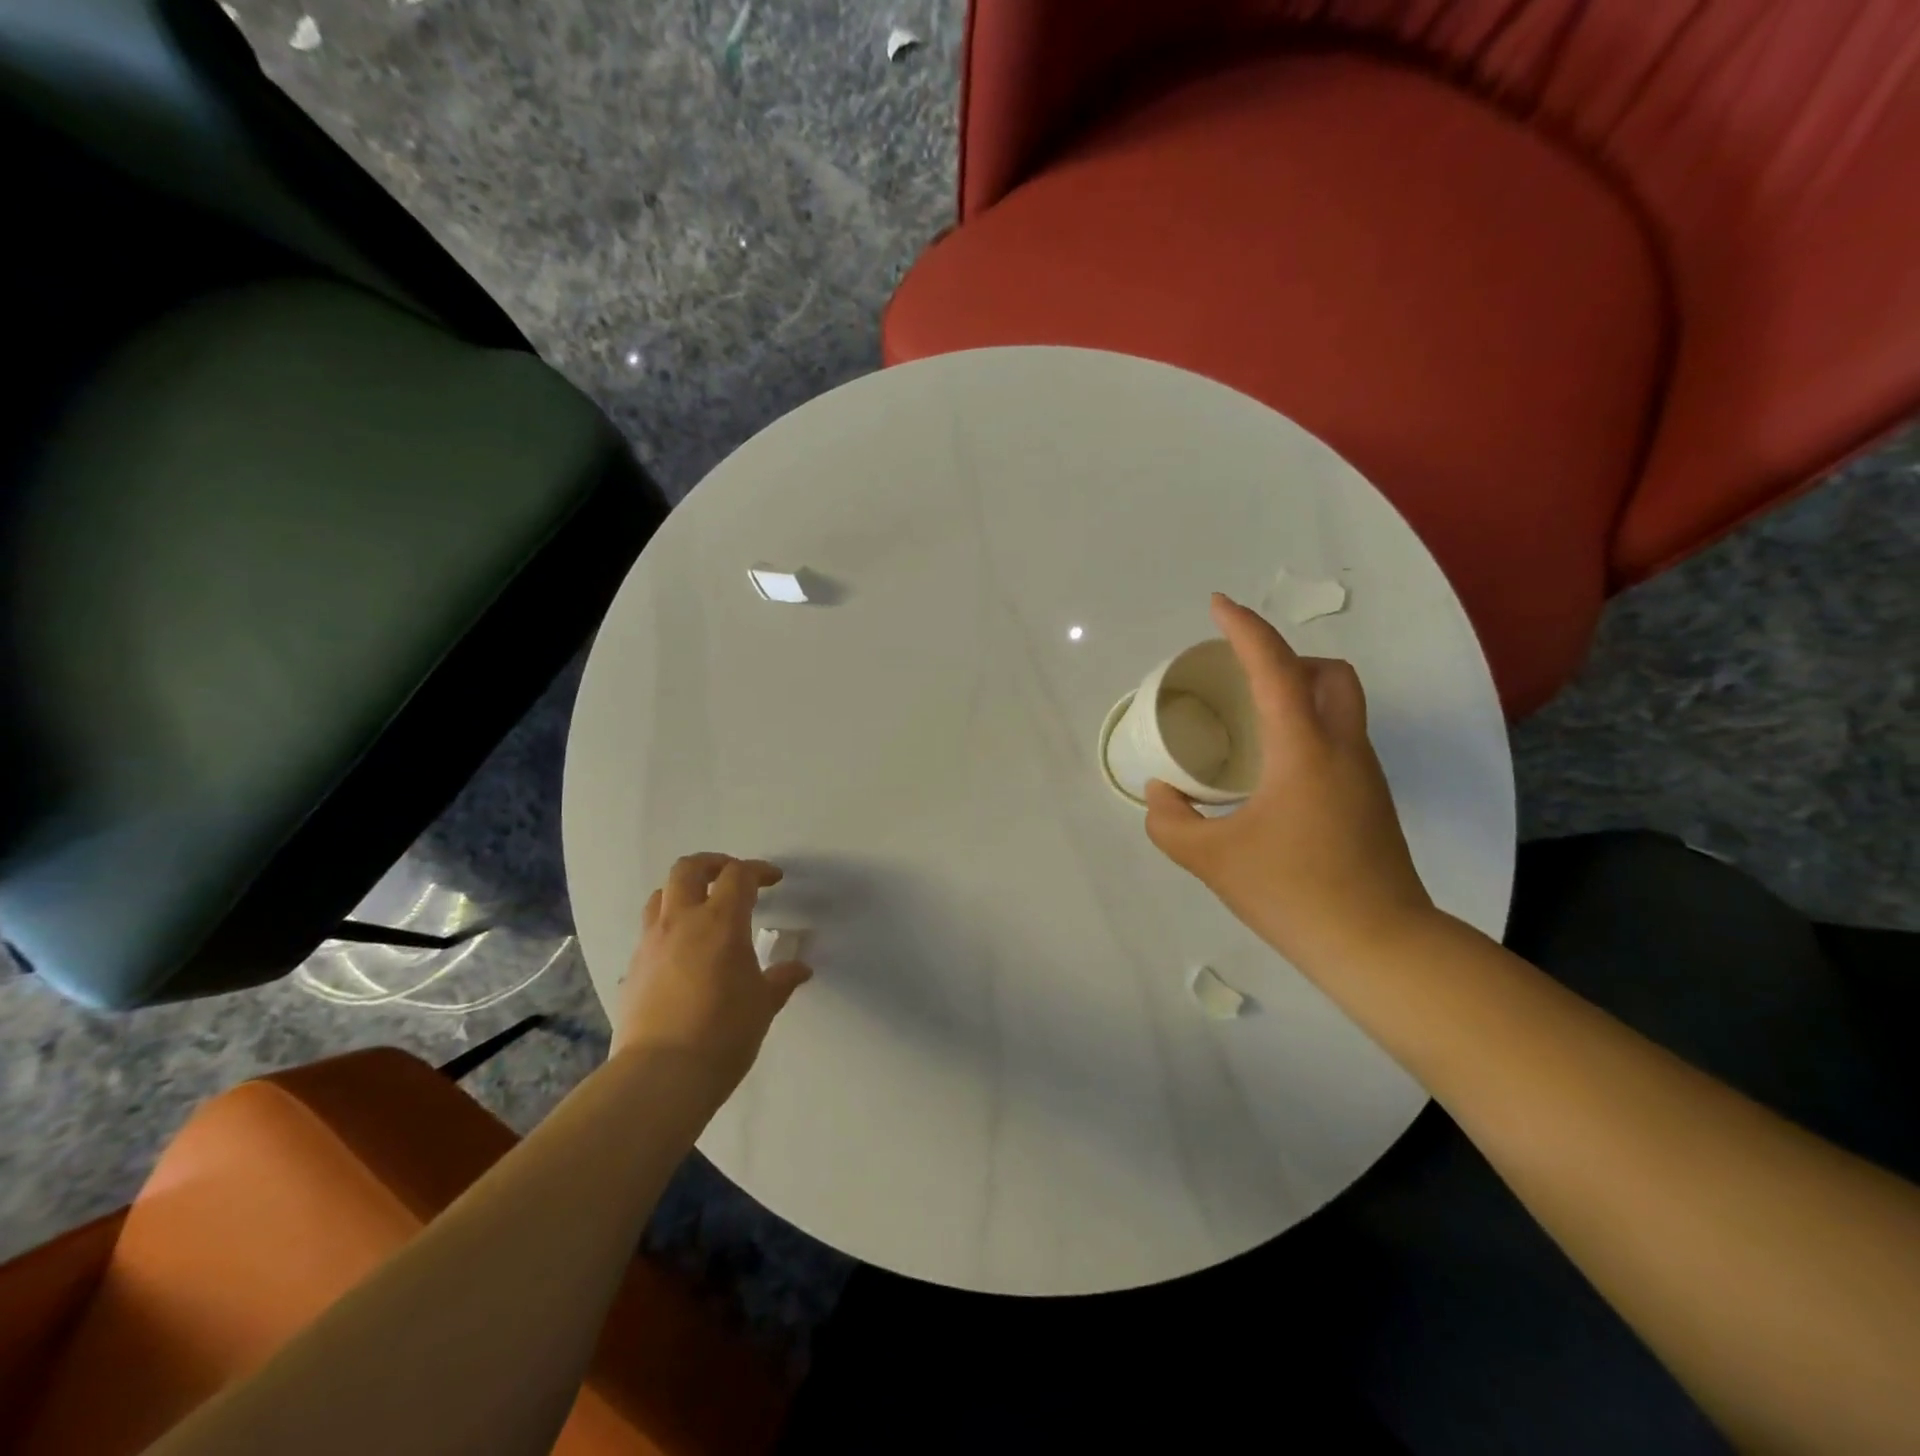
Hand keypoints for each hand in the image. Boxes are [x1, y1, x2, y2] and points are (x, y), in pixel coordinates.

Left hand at [613, 854, 812, 1088]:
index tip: (773, 879)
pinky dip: (668, 928)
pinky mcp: (632, 970)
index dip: (758, 871)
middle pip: (688, 869)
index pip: (738, 876)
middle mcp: (681, 922)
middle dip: (712, 864)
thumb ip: (781, 980)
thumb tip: (800, 969)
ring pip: (660, 895)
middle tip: (731, 876)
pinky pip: (649, 932)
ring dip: (683, 892)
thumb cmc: (724, 1033)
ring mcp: (651, 944)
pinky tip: (682, 954)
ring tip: (702, 909)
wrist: (661, 1076)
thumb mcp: (763, 1004)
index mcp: (720, 922)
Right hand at [1145, 594, 1435, 971]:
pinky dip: (1308, 729)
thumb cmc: (1292, 893)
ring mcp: (1364, 774)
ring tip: (1253, 722)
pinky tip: (1273, 771)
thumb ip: (1170, 821)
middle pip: (1329, 673)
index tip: (1218, 605)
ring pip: (1341, 705)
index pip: (1274, 668)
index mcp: (1303, 750)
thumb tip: (1161, 793)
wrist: (1378, 945)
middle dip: (1287, 658)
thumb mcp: (1211, 860)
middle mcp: (1342, 748)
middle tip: (1244, 677)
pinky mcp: (1370, 800)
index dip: (1244, 628)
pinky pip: (1340, 738)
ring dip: (1300, 692)